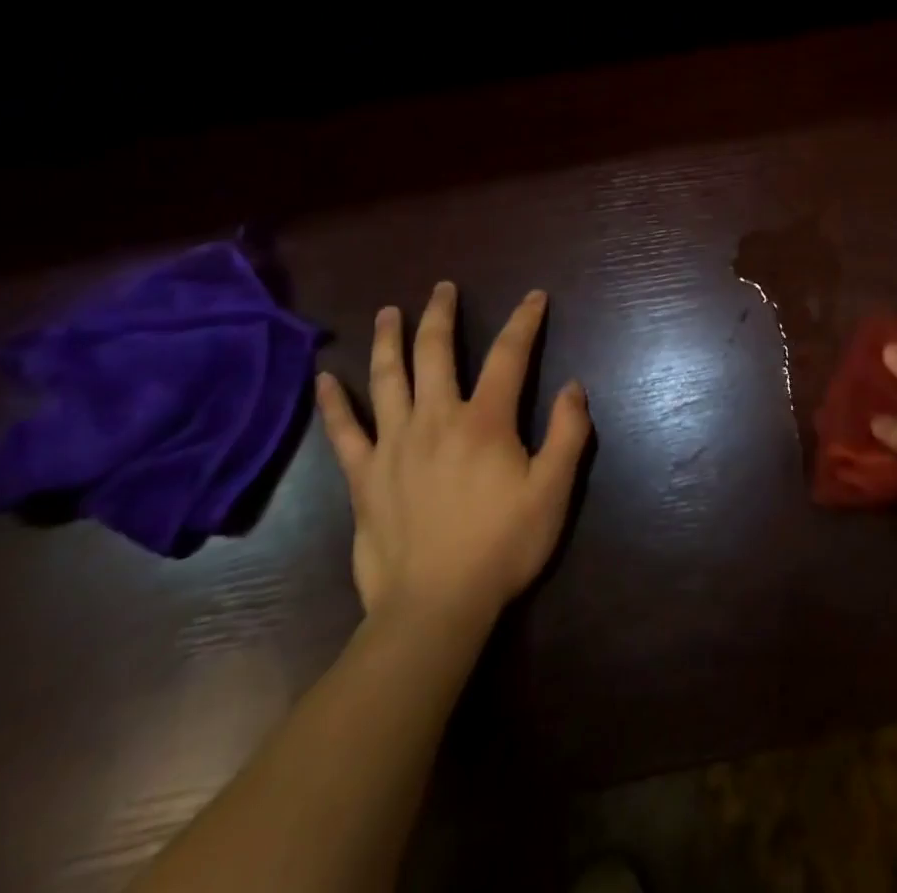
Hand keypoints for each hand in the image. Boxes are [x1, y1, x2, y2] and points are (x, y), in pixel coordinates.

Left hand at [315, 283, 591, 632]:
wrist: (434, 607)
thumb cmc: (502, 546)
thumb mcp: (553, 491)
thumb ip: (567, 433)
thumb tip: (573, 385)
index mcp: (484, 421)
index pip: (509, 356)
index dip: (524, 321)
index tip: (533, 297)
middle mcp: (435, 419)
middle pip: (435, 351)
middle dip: (442, 314)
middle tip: (443, 288)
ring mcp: (393, 445)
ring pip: (387, 378)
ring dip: (388, 340)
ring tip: (388, 312)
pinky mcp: (363, 476)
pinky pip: (344, 431)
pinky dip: (333, 403)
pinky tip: (323, 379)